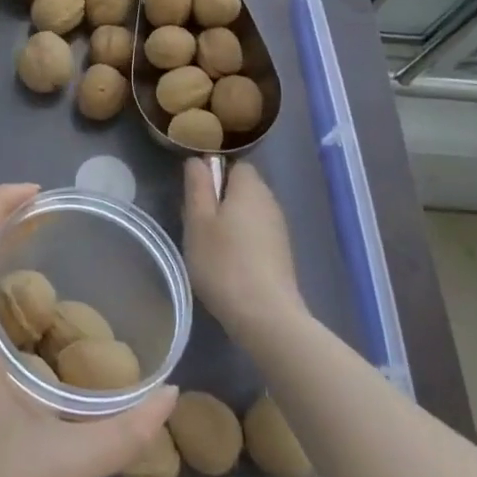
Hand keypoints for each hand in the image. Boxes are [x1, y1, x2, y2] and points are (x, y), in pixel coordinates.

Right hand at [183, 159, 307, 339]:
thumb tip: (198, 160)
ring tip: (208, 244)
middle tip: (195, 221)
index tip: (194, 193)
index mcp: (249, 187)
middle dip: (219, 198)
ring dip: (229, 220)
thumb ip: (197, 186)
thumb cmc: (223, 262)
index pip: (233, 163)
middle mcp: (269, 201)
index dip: (212, 172)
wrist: (266, 316)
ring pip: (249, 211)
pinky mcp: (282, 253)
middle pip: (242, 187)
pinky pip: (257, 233)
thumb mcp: (197, 221)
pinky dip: (242, 239)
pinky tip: (228, 262)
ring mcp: (279, 228)